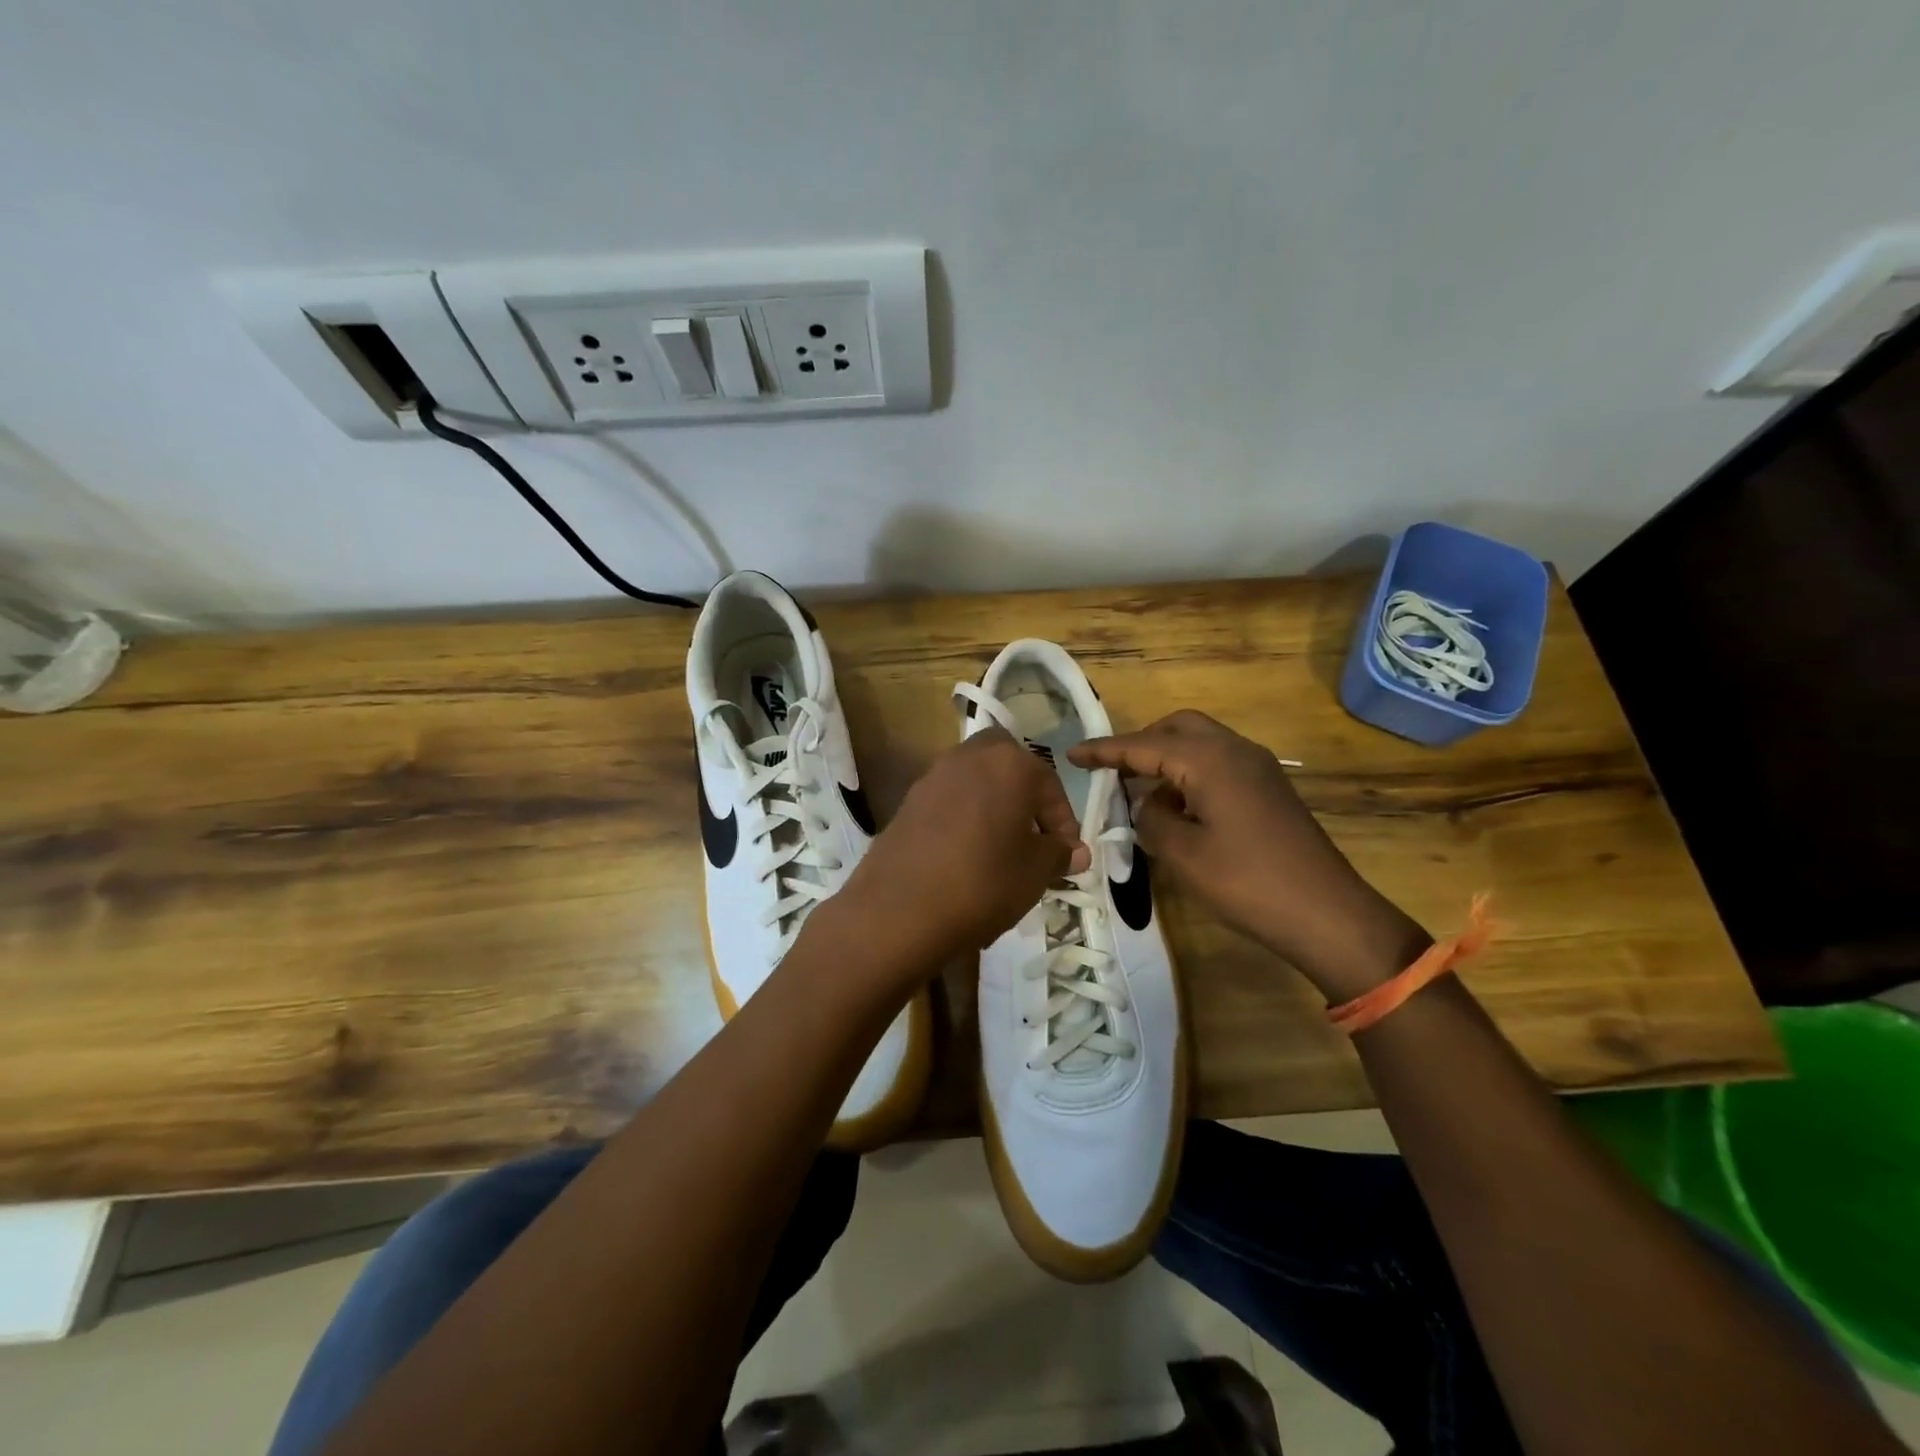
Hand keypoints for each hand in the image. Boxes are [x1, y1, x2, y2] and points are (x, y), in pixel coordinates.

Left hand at [836, 728, 1089, 975]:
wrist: (898, 910)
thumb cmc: (983, 882)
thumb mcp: (1035, 873)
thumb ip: (1059, 855)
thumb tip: (1075, 851)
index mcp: (1010, 763)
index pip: (1050, 786)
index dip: (1063, 823)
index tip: (1067, 856)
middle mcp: (970, 756)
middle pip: (1007, 765)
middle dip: (1024, 795)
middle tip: (1031, 836)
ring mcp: (933, 776)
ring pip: (976, 781)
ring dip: (992, 805)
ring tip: (999, 850)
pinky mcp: (907, 801)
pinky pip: (948, 802)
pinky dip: (962, 818)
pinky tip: (964, 857)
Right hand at [1071, 710, 1428, 999]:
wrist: (1327, 913)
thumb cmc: (1247, 883)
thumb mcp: (1182, 854)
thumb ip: (1151, 818)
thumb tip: (1149, 802)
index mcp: (1209, 760)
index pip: (1143, 744)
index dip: (1104, 750)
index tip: (1072, 754)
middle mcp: (1235, 750)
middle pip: (1177, 727)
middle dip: (1141, 743)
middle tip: (1112, 771)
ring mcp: (1258, 767)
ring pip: (1201, 742)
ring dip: (1167, 757)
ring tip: (1139, 789)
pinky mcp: (1269, 788)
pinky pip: (1219, 762)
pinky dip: (1190, 771)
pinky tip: (1178, 806)